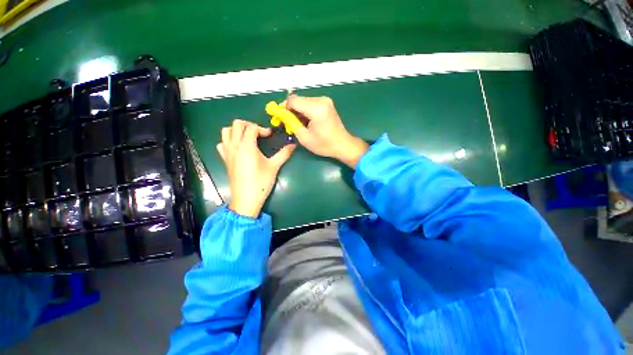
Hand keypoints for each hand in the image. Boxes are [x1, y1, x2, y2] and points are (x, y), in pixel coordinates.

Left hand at [217, 119, 295, 217]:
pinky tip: (238, 147)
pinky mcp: (225, 159)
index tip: (270, 136)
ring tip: (248, 137)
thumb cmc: (261, 182)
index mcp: (247, 146)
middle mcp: (234, 146)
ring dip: (237, 130)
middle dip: (248, 125)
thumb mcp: (274, 166)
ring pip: (226, 131)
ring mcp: (227, 152)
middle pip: (236, 124)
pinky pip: (222, 143)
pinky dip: (228, 140)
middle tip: (259, 133)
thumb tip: (294, 145)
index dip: (262, 129)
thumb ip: (284, 154)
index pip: (251, 127)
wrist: (246, 198)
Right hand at [287, 95, 367, 168]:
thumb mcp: (304, 137)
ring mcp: (325, 100)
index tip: (280, 118)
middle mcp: (321, 100)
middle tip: (288, 123)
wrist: (343, 145)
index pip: (293, 100)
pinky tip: (305, 121)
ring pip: (303, 101)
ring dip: (297, 111)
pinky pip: (310, 103)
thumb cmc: (324, 145)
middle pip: (298, 100)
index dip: (284, 108)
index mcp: (316, 108)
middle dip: (290, 110)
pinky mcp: (327, 103)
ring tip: (298, 124)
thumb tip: (281, 113)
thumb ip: (291, 123)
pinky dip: (304, 111)